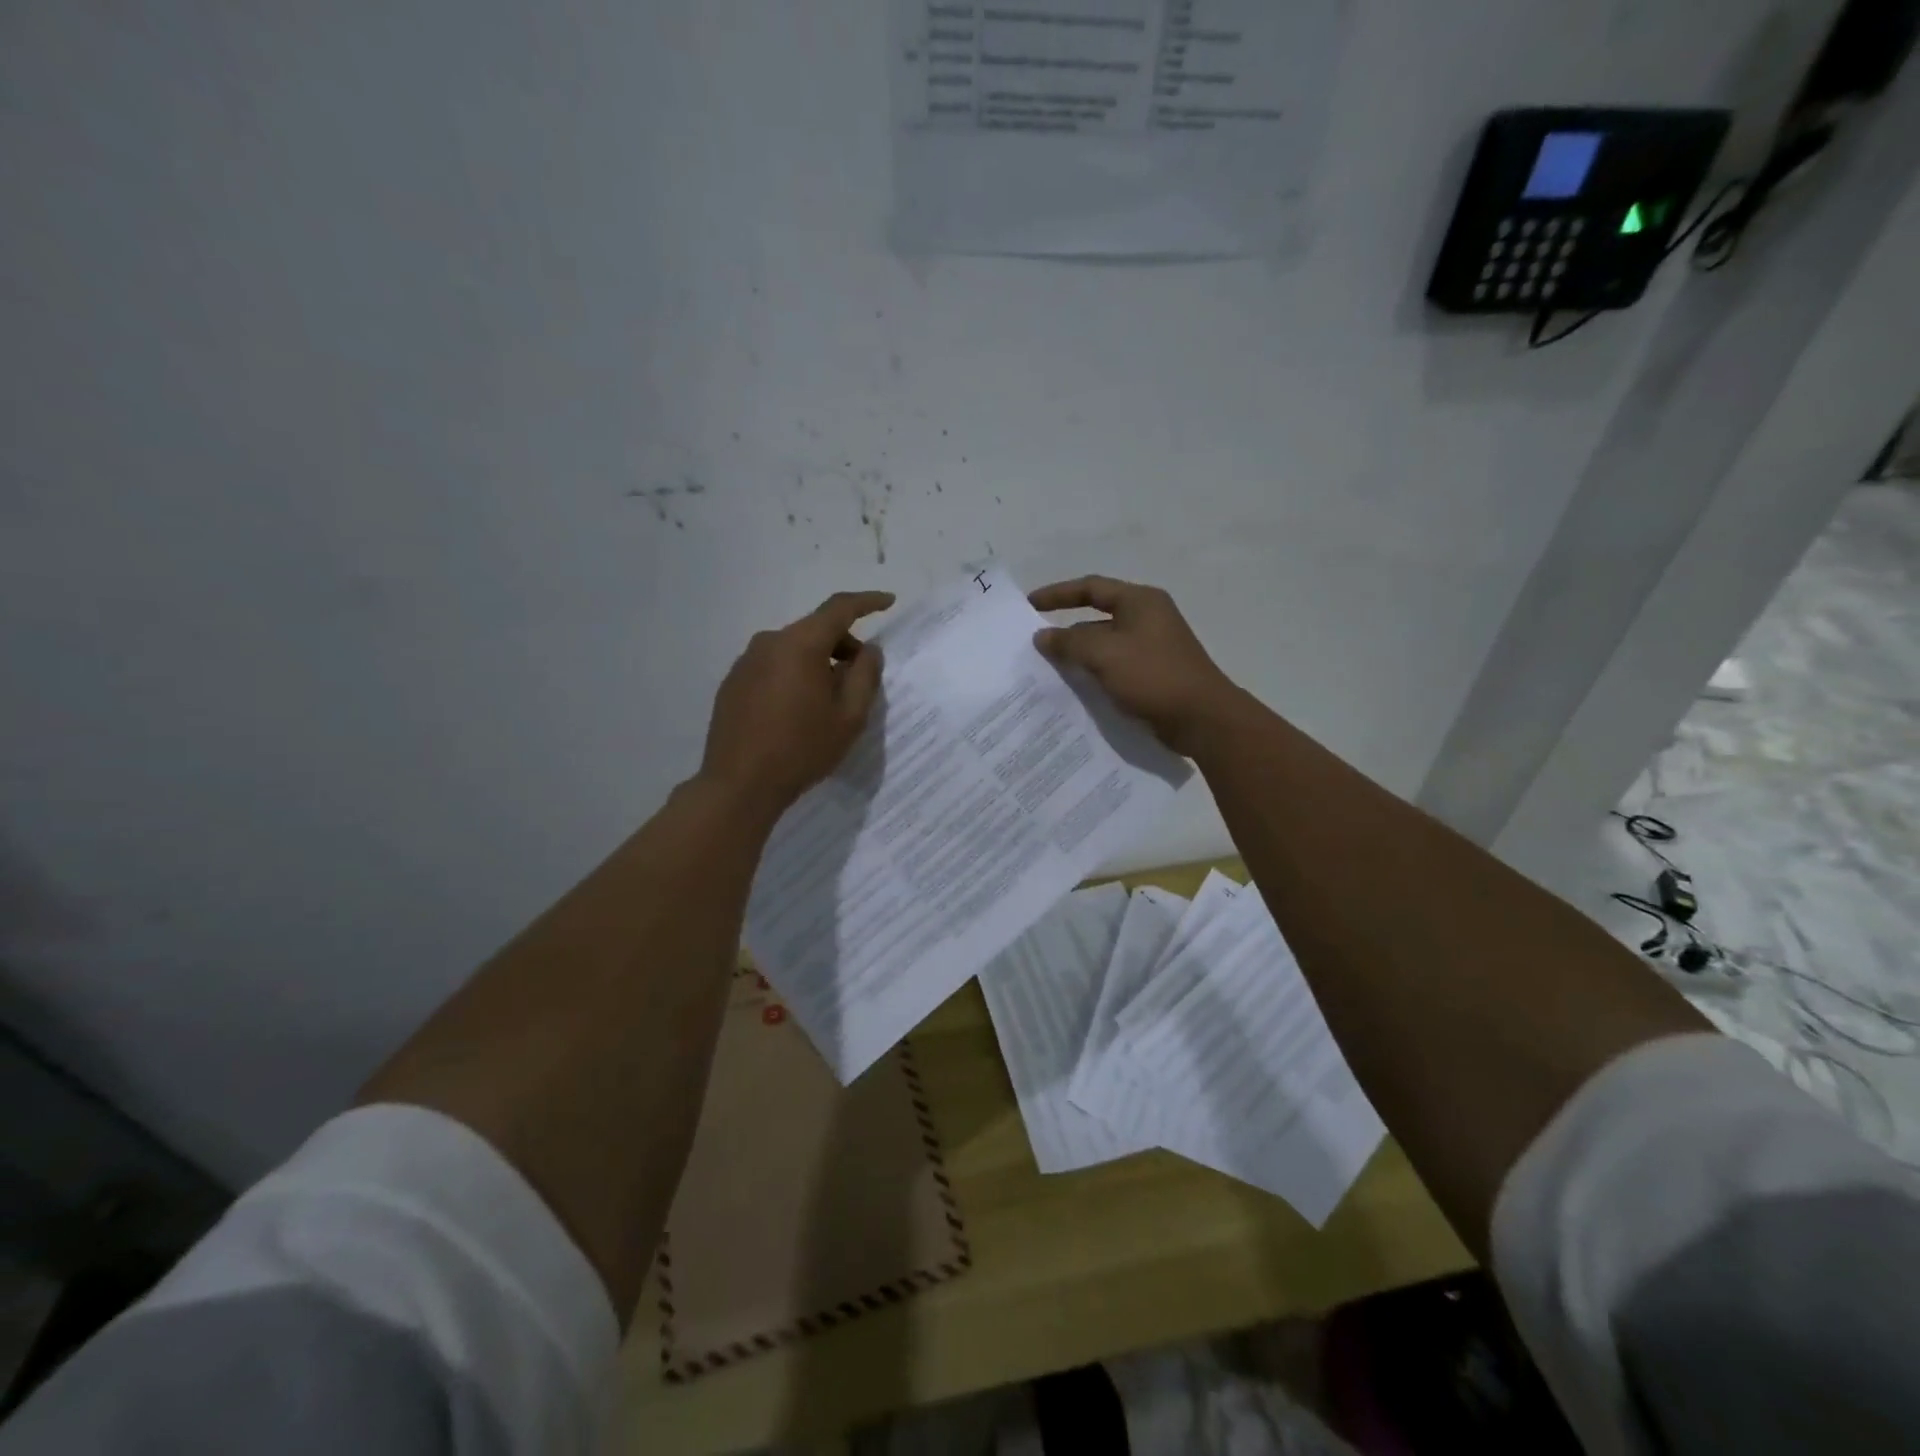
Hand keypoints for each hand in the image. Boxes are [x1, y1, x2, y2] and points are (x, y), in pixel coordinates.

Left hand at [700, 590, 893, 815]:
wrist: (739, 785)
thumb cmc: (802, 749)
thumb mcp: (849, 717)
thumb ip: (865, 676)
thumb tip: (869, 650)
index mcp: (800, 645)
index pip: (839, 609)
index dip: (867, 602)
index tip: (888, 602)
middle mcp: (769, 642)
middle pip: (815, 629)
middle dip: (843, 645)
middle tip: (859, 678)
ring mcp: (745, 662)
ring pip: (793, 648)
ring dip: (817, 662)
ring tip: (827, 701)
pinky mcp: (733, 682)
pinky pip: (772, 666)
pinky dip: (793, 675)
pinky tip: (796, 711)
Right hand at [1030, 575, 1239, 755]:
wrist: (1202, 718)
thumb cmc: (1153, 676)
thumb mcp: (1105, 654)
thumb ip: (1069, 642)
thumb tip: (1042, 636)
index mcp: (1140, 602)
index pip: (1091, 588)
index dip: (1057, 594)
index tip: (1029, 605)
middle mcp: (1147, 618)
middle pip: (1096, 618)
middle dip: (1065, 632)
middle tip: (1033, 647)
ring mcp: (1151, 648)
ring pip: (1104, 646)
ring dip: (1078, 656)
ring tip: (1046, 672)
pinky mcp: (1152, 674)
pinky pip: (1114, 667)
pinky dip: (1093, 674)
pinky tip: (1074, 690)